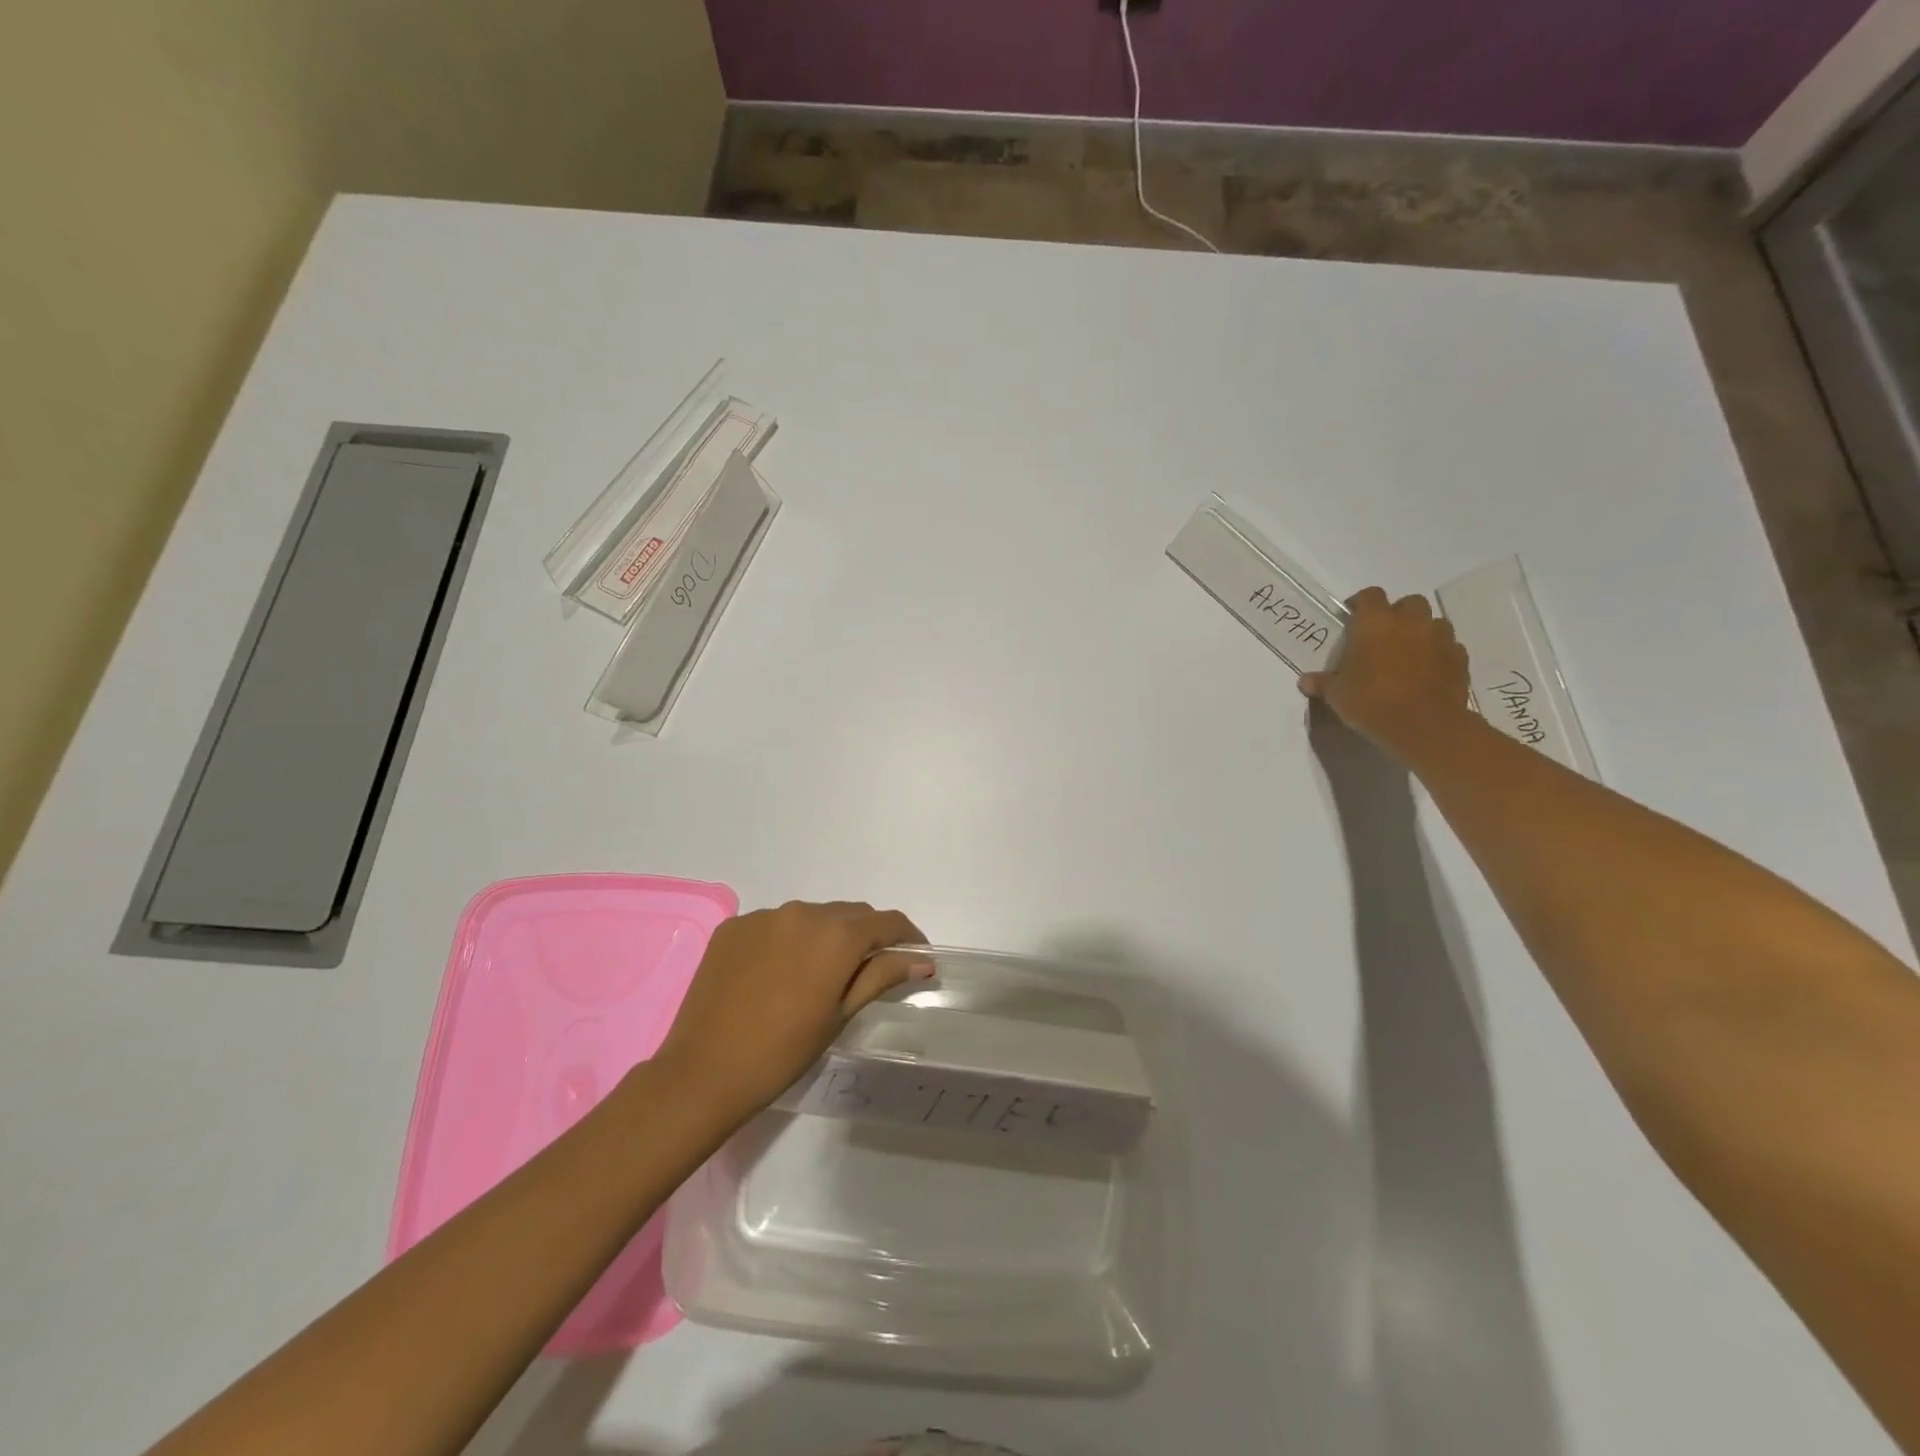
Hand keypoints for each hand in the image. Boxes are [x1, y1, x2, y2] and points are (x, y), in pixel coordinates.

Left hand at [652, 900, 930, 1125]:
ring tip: (818, 974)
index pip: (886, 921)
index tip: (916, 955)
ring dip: (825, 936)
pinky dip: (787, 941)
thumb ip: (881, 977)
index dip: (907, 936)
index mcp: (836, 935)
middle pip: (849, 914)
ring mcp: (763, 916)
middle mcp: (802, 911)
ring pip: (811, 916)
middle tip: (868, 969)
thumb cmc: (783, 1051)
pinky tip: (777, 974)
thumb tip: (922, 960)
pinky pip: (774, 924)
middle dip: (865, 936)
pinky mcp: (733, 926)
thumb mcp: (840, 1015)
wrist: (703, 1072)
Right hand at [1299, 587, 1472, 758]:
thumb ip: (1323, 683)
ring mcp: (1440, 638)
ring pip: (1433, 622)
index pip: (1370, 595)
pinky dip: (1438, 653)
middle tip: (1384, 635)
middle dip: (1398, 614)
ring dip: (1422, 631)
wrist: (1424, 725)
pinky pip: (1449, 647)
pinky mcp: (1460, 659)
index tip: (1352, 616)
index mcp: (1375, 623)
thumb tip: (1305, 681)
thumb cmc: (1371, 702)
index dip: (1360, 603)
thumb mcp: (1337, 695)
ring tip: (1408, 653)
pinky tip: (1427, 671)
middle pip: (1409, 602)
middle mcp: (1410, 622)